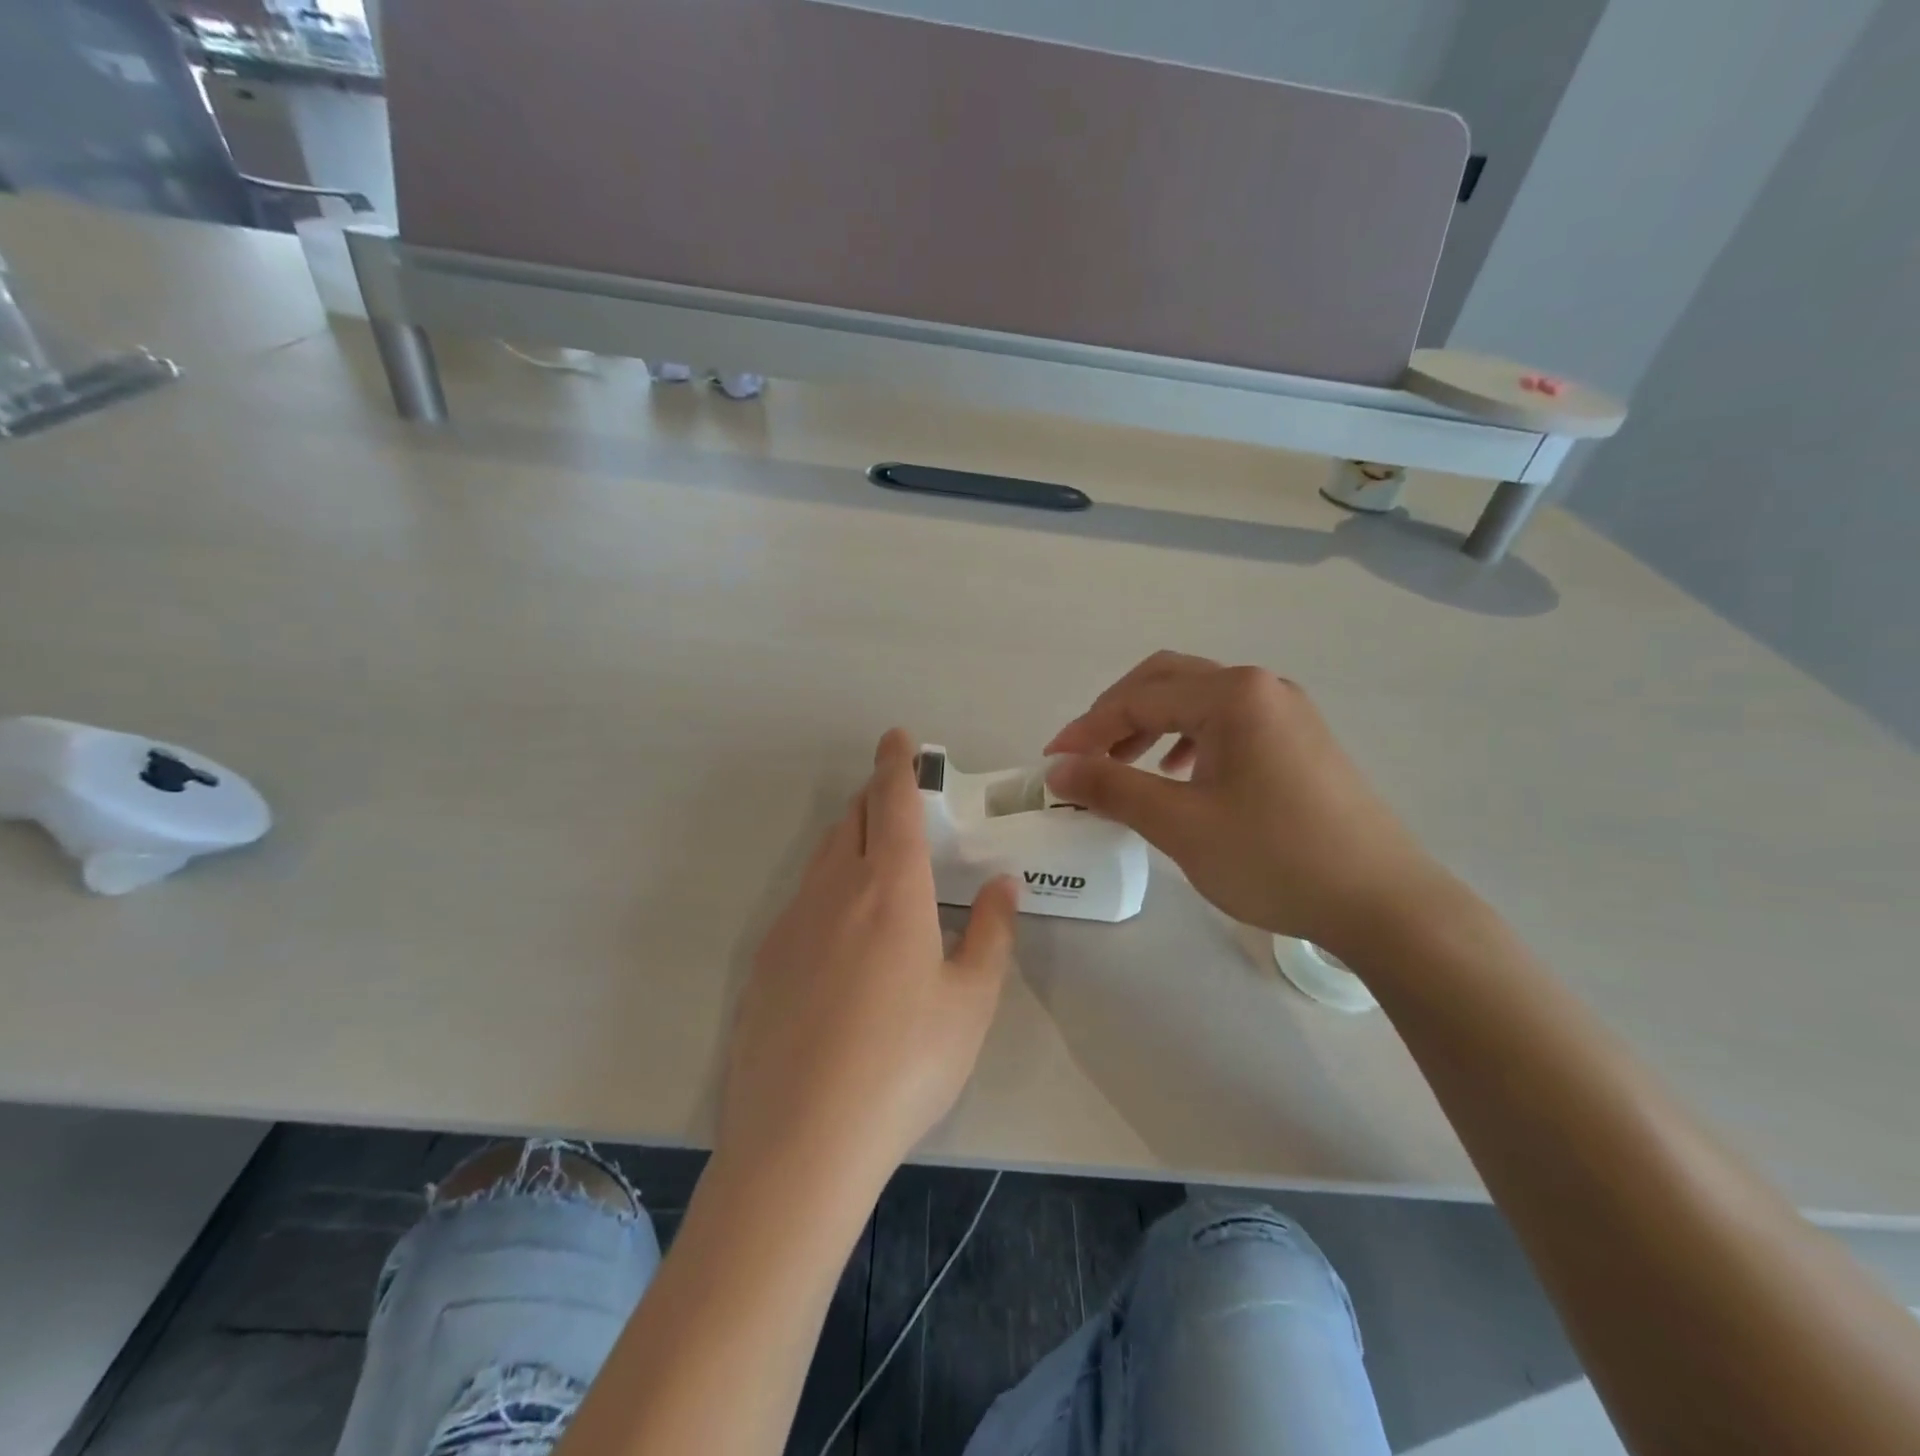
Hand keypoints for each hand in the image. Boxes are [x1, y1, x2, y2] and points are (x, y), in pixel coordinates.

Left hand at [719, 729, 1017, 1190]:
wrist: (801, 1139)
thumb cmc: (904, 1064)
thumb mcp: (969, 1003)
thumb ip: (989, 934)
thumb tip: (1003, 885)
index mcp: (890, 889)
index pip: (894, 803)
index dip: (897, 764)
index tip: (897, 737)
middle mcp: (835, 890)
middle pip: (852, 820)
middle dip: (875, 798)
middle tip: (897, 800)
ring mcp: (791, 924)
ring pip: (823, 858)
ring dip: (851, 841)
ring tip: (875, 861)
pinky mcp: (764, 962)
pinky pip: (802, 901)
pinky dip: (828, 889)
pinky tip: (841, 936)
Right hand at [1046, 652, 1450, 953]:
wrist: (1384, 904)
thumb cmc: (1275, 858)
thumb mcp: (1180, 825)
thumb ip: (1113, 788)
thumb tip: (1058, 770)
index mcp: (1232, 694)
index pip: (1138, 698)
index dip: (1087, 729)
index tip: (1051, 765)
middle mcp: (1260, 687)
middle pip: (1167, 681)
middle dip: (1116, 715)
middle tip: (1085, 757)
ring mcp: (1286, 712)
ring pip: (1197, 701)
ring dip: (1151, 725)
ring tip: (1125, 765)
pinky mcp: (1299, 741)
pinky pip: (1227, 723)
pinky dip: (1188, 740)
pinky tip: (1180, 775)